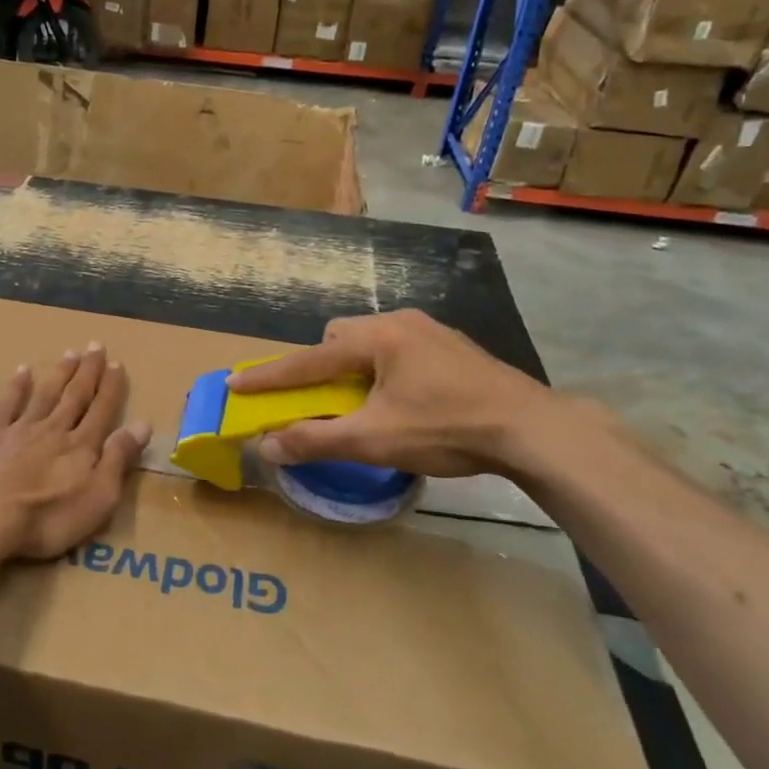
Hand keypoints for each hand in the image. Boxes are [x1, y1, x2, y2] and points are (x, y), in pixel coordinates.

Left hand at [0, 344, 150, 561]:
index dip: (111, 387)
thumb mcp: (98, 497)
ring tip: (70, 353)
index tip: (117, 363)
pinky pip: (7, 405)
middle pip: (75, 395)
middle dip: (88, 371)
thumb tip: (143, 424)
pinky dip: (17, 387)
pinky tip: (23, 371)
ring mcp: (21, 430)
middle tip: (96, 345)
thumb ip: (119, 458)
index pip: (102, 410)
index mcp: (82, 446)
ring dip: (60, 373)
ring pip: (46, 394)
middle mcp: (54, 429)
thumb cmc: (48, 516)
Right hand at [225, 309, 565, 478]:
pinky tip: (405, 398)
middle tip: (323, 399)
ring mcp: (431, 330)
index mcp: (376, 338)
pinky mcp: (453, 346)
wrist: (532, 428)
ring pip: (372, 341)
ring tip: (365, 402)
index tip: (235, 383)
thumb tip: (268, 446)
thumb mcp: (375, 440)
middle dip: (321, 365)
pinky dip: (385, 369)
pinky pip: (400, 348)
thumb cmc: (447, 429)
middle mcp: (399, 322)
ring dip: (355, 367)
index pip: (308, 360)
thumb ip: (317, 440)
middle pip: (340, 337)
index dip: (269, 376)